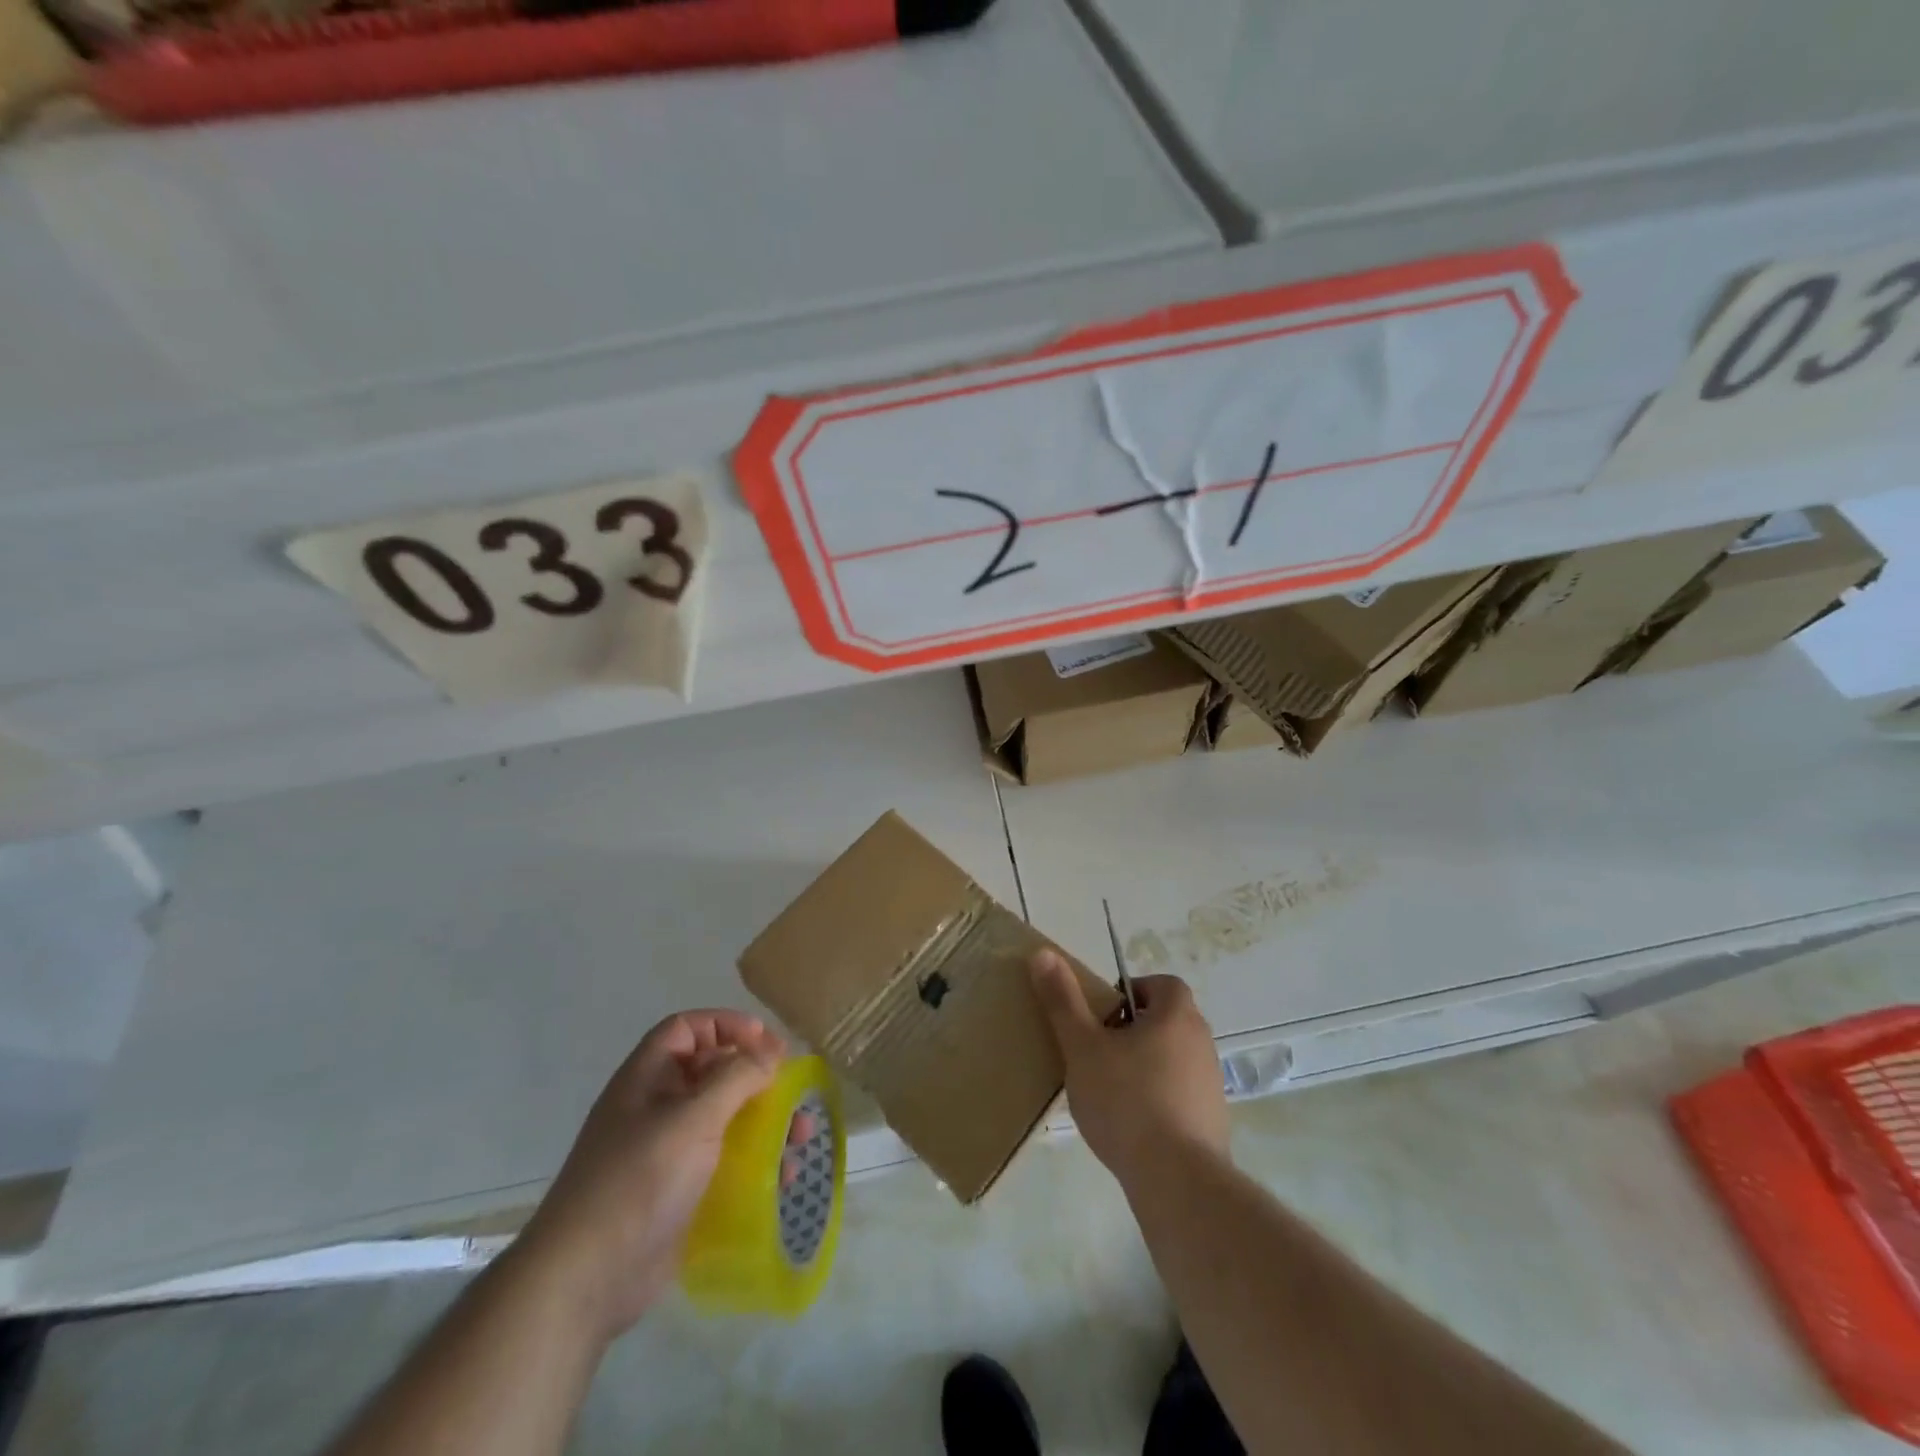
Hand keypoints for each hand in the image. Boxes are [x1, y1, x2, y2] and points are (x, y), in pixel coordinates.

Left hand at [518, 1009, 784, 1343]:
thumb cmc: (637, 1182)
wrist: (583, 1282)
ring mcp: (666, 1153)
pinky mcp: (678, 1193)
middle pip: (712, 1073)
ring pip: (724, 1120)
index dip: (727, 1026)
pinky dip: (755, 1162)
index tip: (767, 1045)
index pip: (688, 1029)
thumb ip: (736, 1077)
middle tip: (792, 1090)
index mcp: (647, 1079)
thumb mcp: (692, 1119)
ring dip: (764, 1121)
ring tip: (800, 1135)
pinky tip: (784, 1176)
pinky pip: (724, 1163)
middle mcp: (655, 1108)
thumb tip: (771, 1052)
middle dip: (756, 1077)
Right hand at [1029, 949, 1228, 1190]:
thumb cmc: (1127, 1101)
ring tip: (1109, 1090)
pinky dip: (1158, 1099)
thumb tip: (1043, 953)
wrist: (1178, 1182)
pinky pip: (1180, 1095)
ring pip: (1173, 1059)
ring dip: (1145, 1065)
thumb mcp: (1083, 1047)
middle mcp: (1202, 1043)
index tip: (1104, 1013)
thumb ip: (1062, 1000)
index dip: (1133, 991)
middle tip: (1099, 1049)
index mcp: (1177, 1016)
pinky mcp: (1212, 1122)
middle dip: (1134, 1029)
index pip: (1163, 984)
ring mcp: (1211, 1084)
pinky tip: (1131, 1125)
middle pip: (1167, 1021)